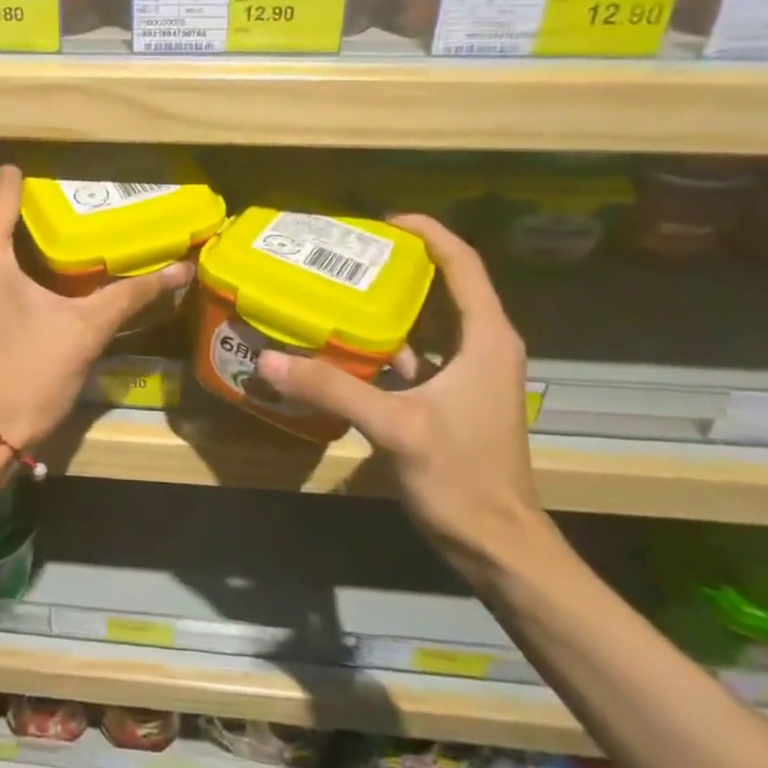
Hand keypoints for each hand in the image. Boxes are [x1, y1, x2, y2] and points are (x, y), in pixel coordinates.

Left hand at [0, 166, 193, 451]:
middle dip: (13, 194)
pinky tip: (18, 270)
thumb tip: (182, 269)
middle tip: (57, 206)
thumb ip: (132, 293)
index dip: (31, 178)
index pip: (0, 185)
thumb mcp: (86, 331)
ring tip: (42, 234)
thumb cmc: (28, 378)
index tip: (63, 185)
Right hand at [253, 214, 543, 565]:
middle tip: (346, 257)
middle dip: (399, 267)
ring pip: (427, 325)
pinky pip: (416, 358)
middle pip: (444, 288)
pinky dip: (383, 348)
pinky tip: (342, 351)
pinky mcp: (451, 402)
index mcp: (486, 339)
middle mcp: (482, 348)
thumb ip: (333, 389)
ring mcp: (467, 377)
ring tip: (337, 293)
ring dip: (388, 308)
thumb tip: (270, 360)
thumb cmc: (461, 476)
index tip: (382, 222)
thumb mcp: (395, 426)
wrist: (498, 545)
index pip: (462, 264)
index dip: (428, 234)